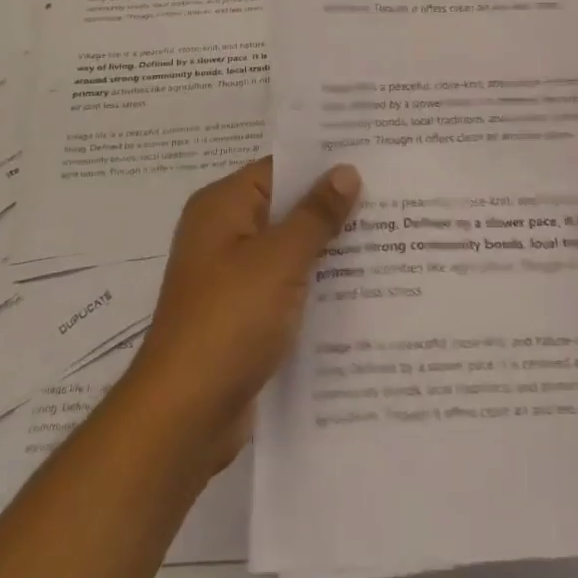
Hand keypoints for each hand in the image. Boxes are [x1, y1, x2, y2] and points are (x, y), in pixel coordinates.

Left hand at [127, 156, 360, 470]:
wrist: (184, 417)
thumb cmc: (229, 320)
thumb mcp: (279, 260)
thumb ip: (316, 214)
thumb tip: (346, 170)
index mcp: (223, 206)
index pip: (280, 168)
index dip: (324, 164)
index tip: (372, 160)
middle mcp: (223, 234)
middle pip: (286, 209)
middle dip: (333, 209)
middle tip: (394, 200)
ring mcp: (231, 278)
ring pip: (290, 251)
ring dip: (329, 252)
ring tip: (391, 242)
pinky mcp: (242, 317)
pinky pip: (286, 289)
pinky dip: (315, 288)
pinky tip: (362, 293)